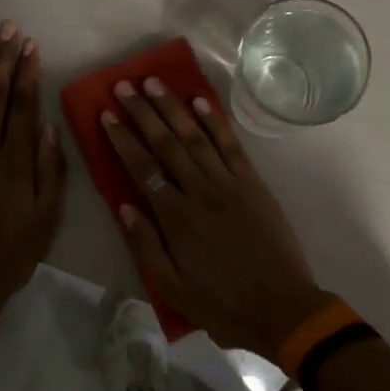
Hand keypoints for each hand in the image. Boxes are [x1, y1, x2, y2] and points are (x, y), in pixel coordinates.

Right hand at [100, 77, 329, 358]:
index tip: (107, 114)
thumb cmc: (222, 303)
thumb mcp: (172, 287)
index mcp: (176, 217)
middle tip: (124, 85)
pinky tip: (200, 101)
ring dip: (173, 107)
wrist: (283, 308)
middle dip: (142, 112)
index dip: (123, 139)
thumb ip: (145, 245)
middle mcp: (200, 191)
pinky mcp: (253, 183)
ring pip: (196, 136)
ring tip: (154, 82)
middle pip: (166, 143)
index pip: (142, 168)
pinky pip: (231, 145)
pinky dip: (215, 121)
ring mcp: (229, 183)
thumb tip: (123, 206)